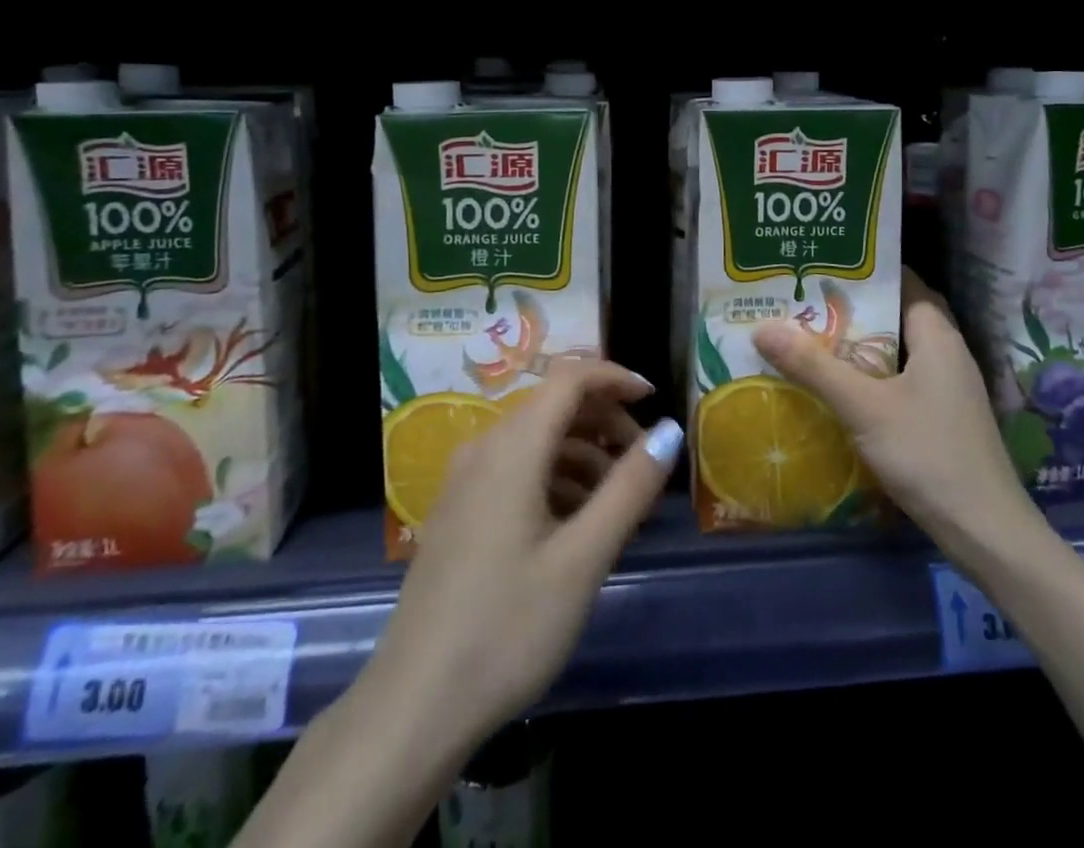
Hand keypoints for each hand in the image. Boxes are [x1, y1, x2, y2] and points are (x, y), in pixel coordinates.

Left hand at [364, 359, 681, 749]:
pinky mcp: (458, 512)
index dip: (614, 376)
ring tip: (617, 502)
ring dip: (583, 454)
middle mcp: (484, 448)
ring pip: (535, 440)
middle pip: (553, 406)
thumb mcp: (583, 559)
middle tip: (644, 462)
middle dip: (604, 421)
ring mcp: (465, 481)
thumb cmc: (507, 627)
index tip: (655, 401)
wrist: (414, 707)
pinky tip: (576, 525)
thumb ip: (629, 488)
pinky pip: (516, 471)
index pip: (569, 376)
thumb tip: (669, 430)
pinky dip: (555, 479)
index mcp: (512, 446)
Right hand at [753, 269, 1035, 549]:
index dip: (866, 270)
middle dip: (853, 308)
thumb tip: (762, 327)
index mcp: (937, 336)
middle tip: (803, 301)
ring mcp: (947, 388)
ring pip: (897, 351)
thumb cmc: (929, 455)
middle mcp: (946, 354)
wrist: (987, 534)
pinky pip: (900, 380)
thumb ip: (813, 367)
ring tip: (809, 337)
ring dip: (858, 344)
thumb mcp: (864, 408)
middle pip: (896, 315)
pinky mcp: (942, 418)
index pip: (904, 281)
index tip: (822, 265)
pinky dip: (870, 376)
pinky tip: (838, 388)